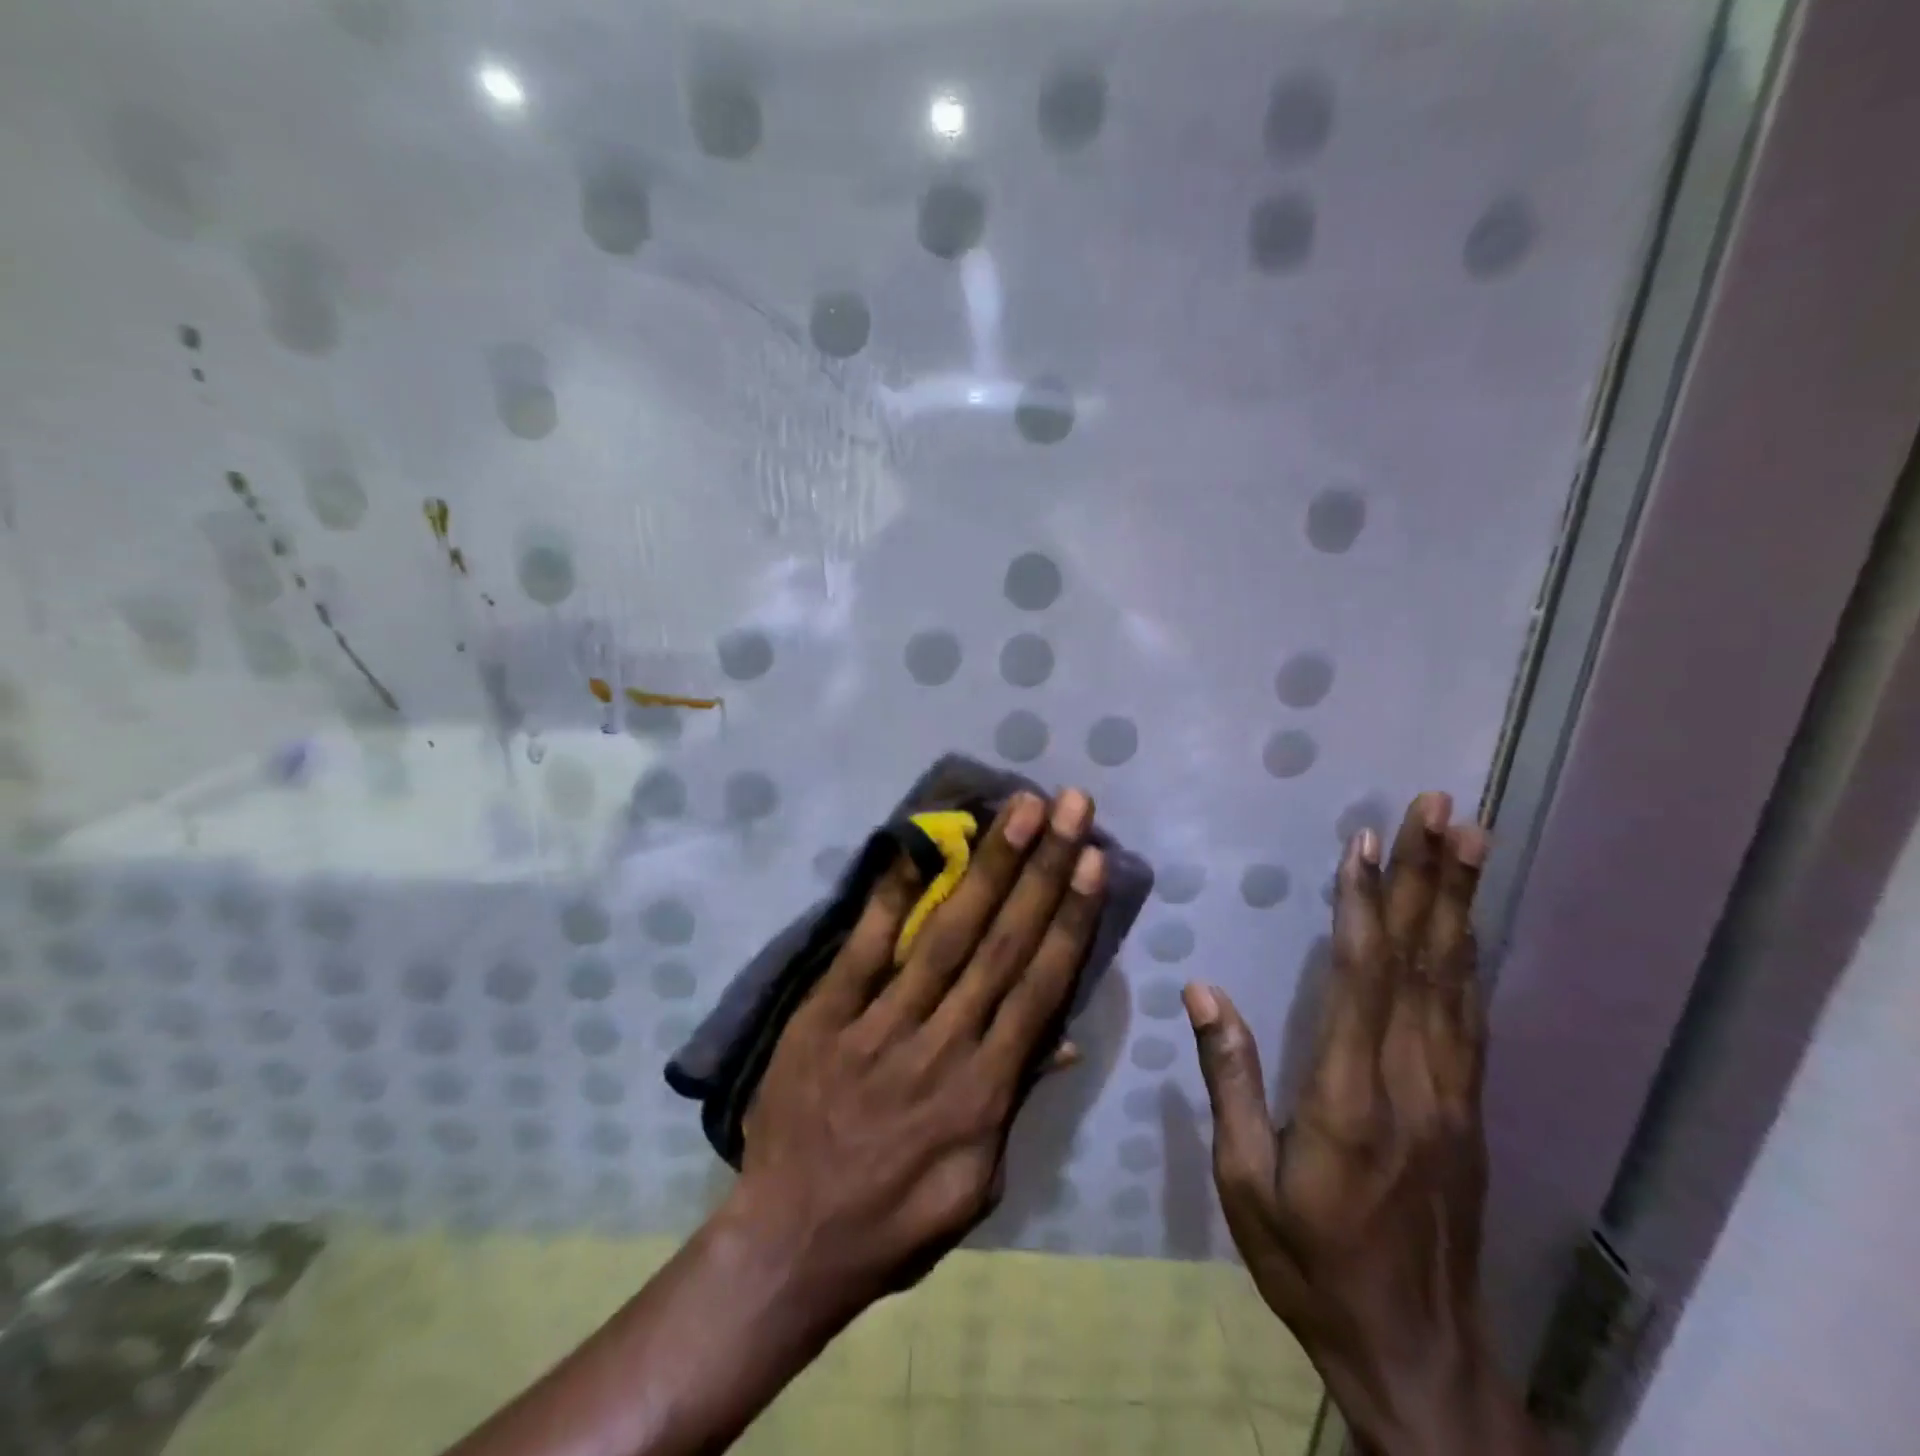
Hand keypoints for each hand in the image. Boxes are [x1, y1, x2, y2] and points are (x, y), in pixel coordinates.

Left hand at [734, 787, 1106, 1311]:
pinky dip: (890, 898)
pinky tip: (914, 848)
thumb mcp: (980, 1183)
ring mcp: (882, 1025)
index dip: (1070, 918)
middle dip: (1042, 869)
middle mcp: (943, 1043)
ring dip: (986, 868)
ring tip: (1017, 812)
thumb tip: (1065, 1038)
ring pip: (946, 935)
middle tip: (1068, 806)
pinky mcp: (827, 1016)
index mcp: (986, 1089)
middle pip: (1003, 943)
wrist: (791, 1242)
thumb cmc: (896, 1219)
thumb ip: (1019, 1101)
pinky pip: (864, 949)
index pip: (1041, 985)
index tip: (1094, 861)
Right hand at [1185, 793, 1536, 1455]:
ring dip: (1460, 902)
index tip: (1365, 843)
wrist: (1418, 1354)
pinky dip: (1467, 955)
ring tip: (1469, 838)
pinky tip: (1465, 921)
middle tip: (1443, 809)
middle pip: (1424, 962)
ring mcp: (1452, 1095)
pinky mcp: (1467, 1109)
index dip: (1364, 906)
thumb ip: (1231, 1081)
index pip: (1361, 980)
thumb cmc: (1312, 1266)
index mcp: (1350, 1099)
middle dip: (1431, 878)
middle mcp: (1413, 1083)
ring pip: (1456, 979)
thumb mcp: (1246, 1184)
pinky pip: (1469, 1015)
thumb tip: (1203, 991)